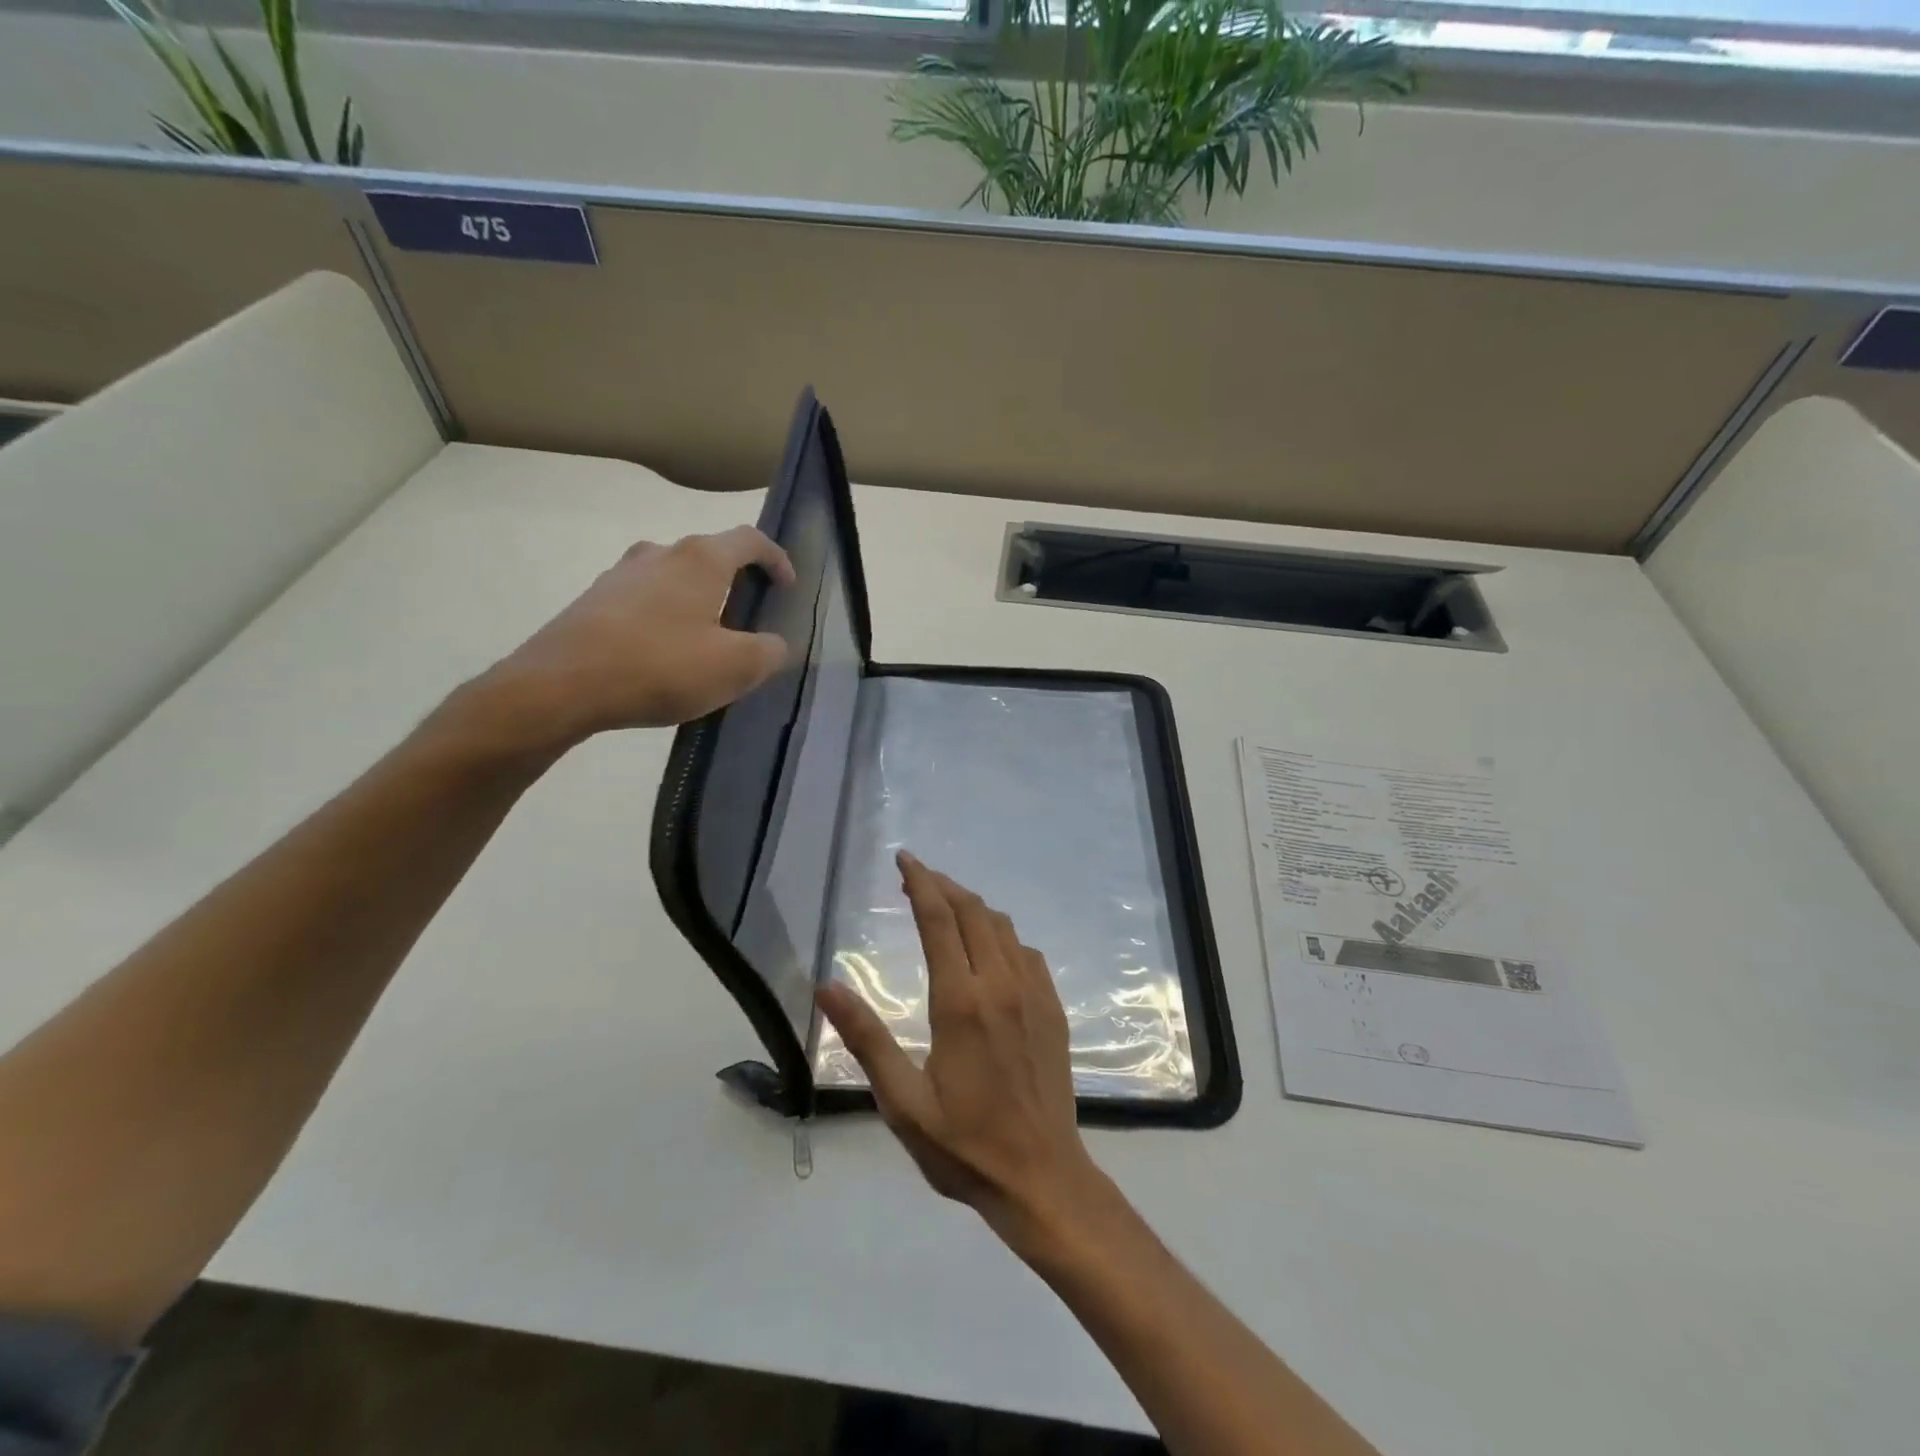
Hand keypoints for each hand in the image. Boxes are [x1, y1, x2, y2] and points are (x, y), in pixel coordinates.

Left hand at [471, 526, 794, 753]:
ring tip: (706, 640)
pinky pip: (644, 600)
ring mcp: (620, 575)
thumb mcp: (734, 668)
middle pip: (709, 555)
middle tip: (748, 618)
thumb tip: (773, 644)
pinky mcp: (594, 602)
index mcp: (700, 560)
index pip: (749, 539)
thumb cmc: (659, 667)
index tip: (786, 586)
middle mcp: (659, 554)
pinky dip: (665, 617)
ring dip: (697, 600)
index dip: (776, 558)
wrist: (559, 686)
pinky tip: (663, 656)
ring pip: (673, 578)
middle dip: (735, 582)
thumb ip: (768, 652)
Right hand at [818, 852, 1113, 1257]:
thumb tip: (827, 986)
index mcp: (961, 1001)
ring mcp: (1034, 993)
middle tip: (915, 880)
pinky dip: (1001, 936)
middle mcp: (1001, 983)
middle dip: (942, 886)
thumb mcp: (902, 1100)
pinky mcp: (1053, 1008)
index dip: (920, 882)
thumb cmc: (964, 1144)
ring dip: (972, 907)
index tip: (903, 859)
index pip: (939, 919)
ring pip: (1002, 926)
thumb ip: (866, 1038)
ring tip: (944, 908)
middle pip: (973, 911)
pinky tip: (988, 952)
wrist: (1042, 1177)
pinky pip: (1026, 952)